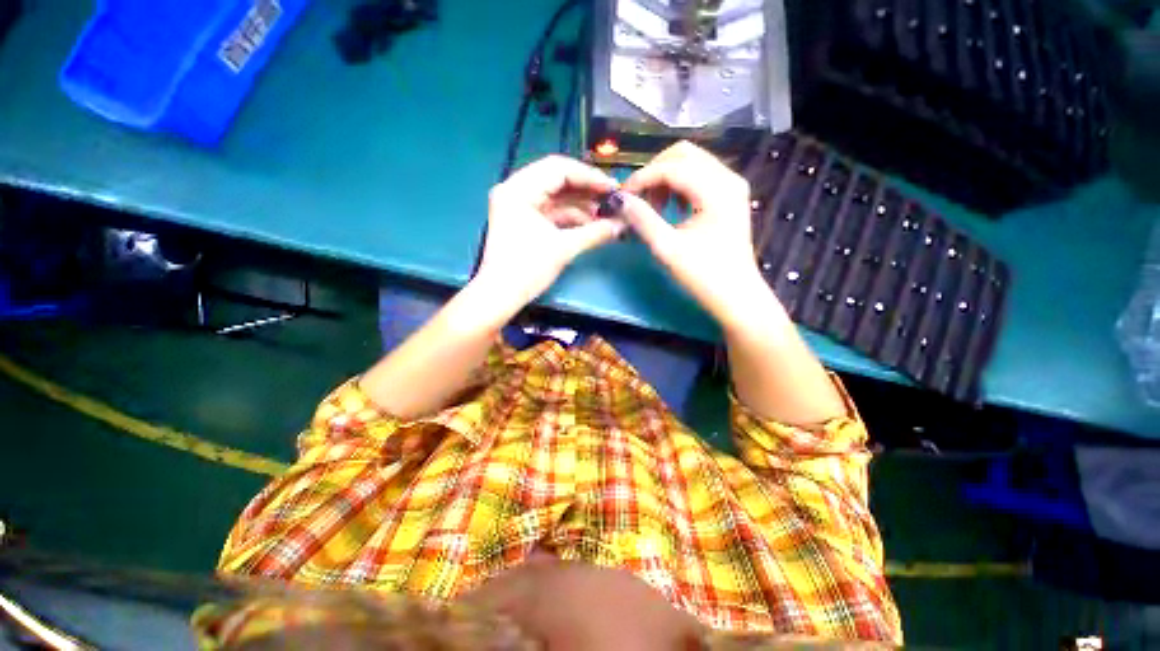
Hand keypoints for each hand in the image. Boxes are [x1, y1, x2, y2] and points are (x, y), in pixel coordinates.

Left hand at [477, 156, 627, 308]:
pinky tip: (591, 224)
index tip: (613, 188)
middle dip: (587, 191)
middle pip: (557, 180)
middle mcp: (515, 190)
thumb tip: (622, 225)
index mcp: (518, 189)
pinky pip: (551, 211)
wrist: (501, 296)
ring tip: (606, 215)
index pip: (558, 169)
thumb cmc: (527, 270)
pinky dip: (571, 217)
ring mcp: (519, 206)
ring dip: (581, 206)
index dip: (589, 177)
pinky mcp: (523, 221)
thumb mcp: (563, 249)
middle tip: (612, 199)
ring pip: (556, 197)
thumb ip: (595, 233)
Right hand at [620, 141, 764, 323]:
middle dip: (654, 171)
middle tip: (637, 197)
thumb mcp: (667, 248)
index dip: (643, 177)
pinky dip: (678, 185)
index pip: (672, 167)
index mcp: (717, 190)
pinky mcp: (729, 196)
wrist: (736, 296)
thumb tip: (620, 200)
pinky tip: (669, 207)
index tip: (623, 196)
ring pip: (691, 162)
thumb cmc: (703, 275)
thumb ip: (642, 219)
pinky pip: (699, 176)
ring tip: (652, 205)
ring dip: (666, 177)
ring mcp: (731, 185)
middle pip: (684, 154)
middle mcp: (728, 178)